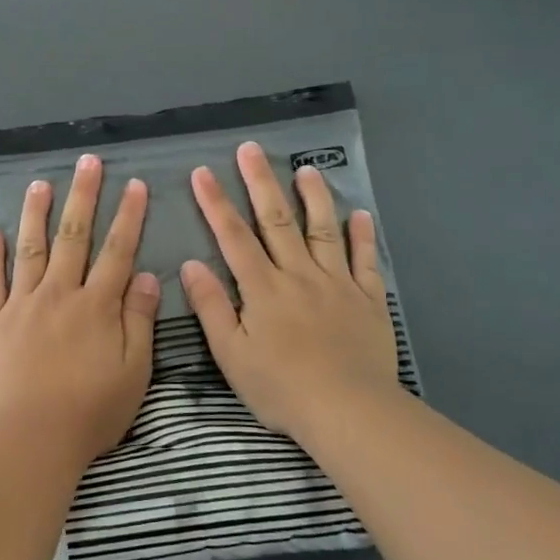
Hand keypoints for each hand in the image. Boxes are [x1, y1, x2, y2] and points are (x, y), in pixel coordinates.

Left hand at [0, 153, 161, 462]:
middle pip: (73, 237)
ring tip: (39, 183)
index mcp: (96, 305)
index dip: (128, 217)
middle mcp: (59, 294)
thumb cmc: (91, 411)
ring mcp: (21, 305)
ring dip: (36, 214)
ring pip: (31, 249)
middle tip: (87, 162)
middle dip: (83, 197)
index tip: (134, 185)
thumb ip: (139, 320)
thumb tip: (147, 275)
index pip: (117, 251)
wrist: (32, 438)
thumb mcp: (134, 371)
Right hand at [180, 141, 404, 439]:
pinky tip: (360, 214)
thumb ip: (212, 307)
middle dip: (260, 182)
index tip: (203, 172)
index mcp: (262, 288)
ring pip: (323, 231)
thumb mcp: (231, 354)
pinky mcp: (368, 299)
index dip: (216, 203)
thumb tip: (191, 264)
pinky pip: (365, 261)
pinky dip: (362, 236)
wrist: (348, 411)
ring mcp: (337, 284)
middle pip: (278, 220)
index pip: (233, 237)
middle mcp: (299, 275)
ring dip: (314, 197)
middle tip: (251, 148)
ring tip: (306, 168)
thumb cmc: (281, 387)